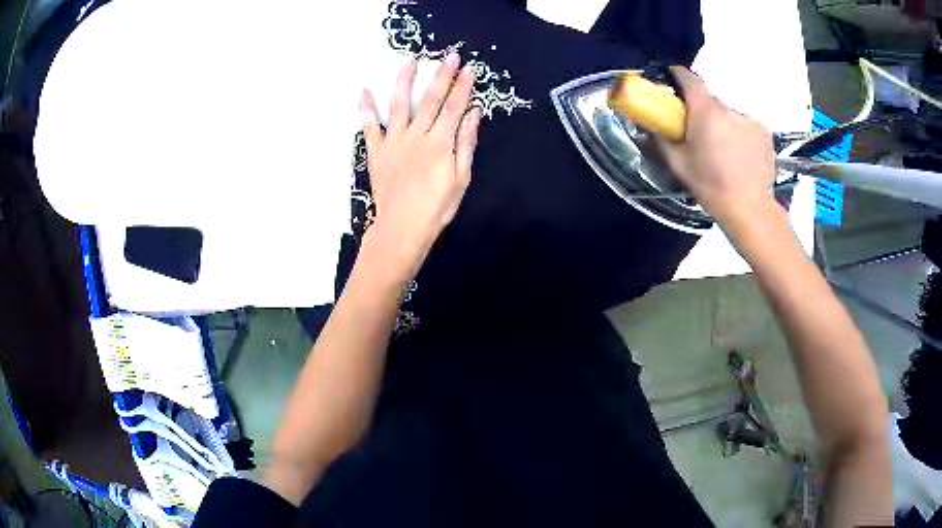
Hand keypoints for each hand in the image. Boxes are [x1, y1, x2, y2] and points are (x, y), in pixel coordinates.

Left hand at [360, 54, 481, 279]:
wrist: (402, 228)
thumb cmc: (436, 207)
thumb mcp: (461, 178)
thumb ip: (466, 143)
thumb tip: (474, 114)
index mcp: (440, 143)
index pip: (454, 107)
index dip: (463, 86)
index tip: (469, 68)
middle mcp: (417, 135)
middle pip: (430, 99)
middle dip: (442, 75)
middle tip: (450, 55)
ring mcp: (394, 141)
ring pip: (399, 104)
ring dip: (404, 80)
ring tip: (409, 60)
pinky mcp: (377, 151)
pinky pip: (370, 127)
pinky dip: (366, 109)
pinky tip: (364, 91)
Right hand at [657, 67, 777, 227]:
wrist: (750, 208)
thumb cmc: (711, 186)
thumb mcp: (679, 165)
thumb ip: (661, 140)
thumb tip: (647, 127)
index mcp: (705, 111)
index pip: (690, 78)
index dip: (679, 75)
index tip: (672, 79)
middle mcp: (728, 108)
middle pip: (710, 100)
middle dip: (701, 110)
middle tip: (698, 132)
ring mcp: (749, 119)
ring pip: (728, 115)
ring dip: (722, 124)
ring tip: (722, 150)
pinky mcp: (764, 132)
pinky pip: (745, 126)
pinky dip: (739, 134)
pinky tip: (739, 155)